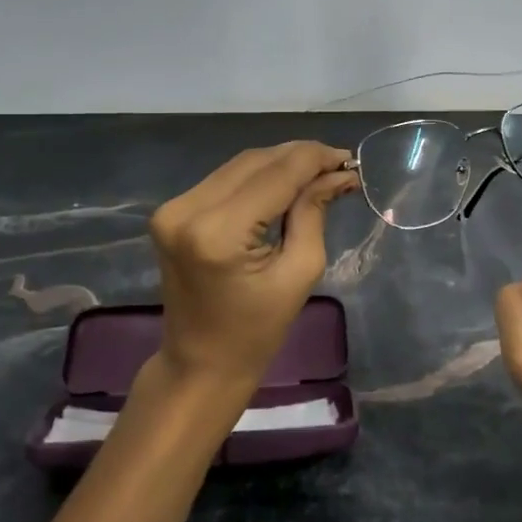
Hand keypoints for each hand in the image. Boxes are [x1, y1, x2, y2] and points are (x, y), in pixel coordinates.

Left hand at [148, 140, 358, 397]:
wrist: (200, 363)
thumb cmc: (257, 331)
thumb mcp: (299, 273)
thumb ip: (314, 213)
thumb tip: (338, 174)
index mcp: (219, 232)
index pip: (277, 175)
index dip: (316, 160)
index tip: (350, 159)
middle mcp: (188, 210)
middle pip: (256, 162)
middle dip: (300, 157)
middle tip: (339, 165)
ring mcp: (173, 208)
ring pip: (239, 165)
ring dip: (280, 163)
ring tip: (318, 171)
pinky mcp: (171, 211)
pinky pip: (224, 179)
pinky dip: (257, 177)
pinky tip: (285, 182)